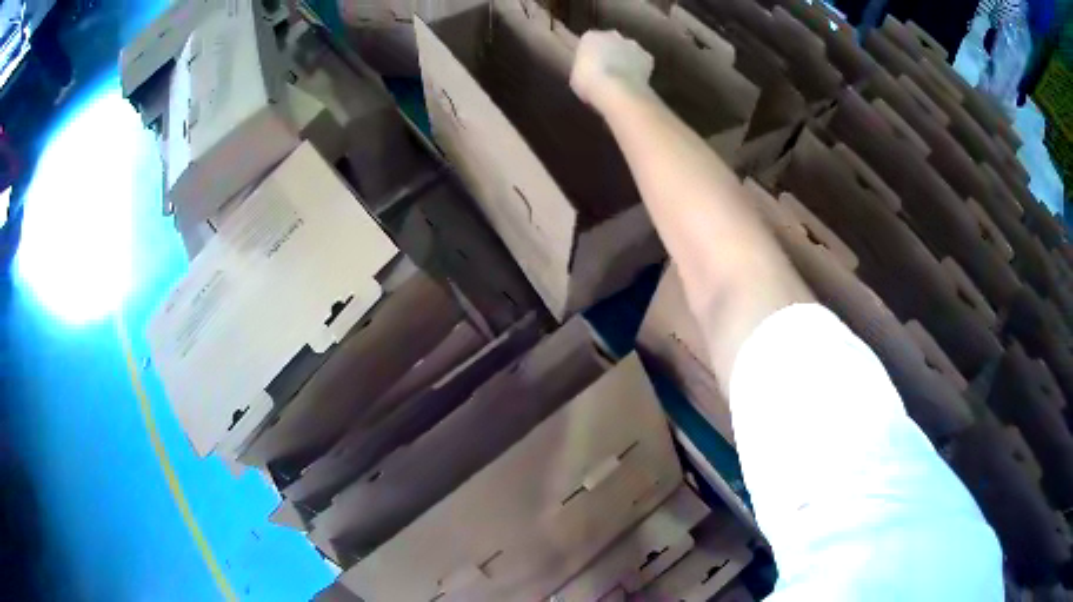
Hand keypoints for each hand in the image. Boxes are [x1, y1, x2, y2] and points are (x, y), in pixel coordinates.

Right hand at [570, 30, 654, 110]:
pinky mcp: (647, 57)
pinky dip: (641, 69)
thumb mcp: (576, 75)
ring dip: (627, 60)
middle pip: (611, 42)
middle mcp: (611, 34)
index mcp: (589, 37)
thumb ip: (585, 67)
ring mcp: (631, 44)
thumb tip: (590, 73)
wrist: (616, 89)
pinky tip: (636, 81)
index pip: (590, 42)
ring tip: (623, 78)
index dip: (592, 55)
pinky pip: (643, 62)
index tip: (592, 67)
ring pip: (629, 50)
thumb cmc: (588, 83)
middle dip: (611, 53)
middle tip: (607, 71)